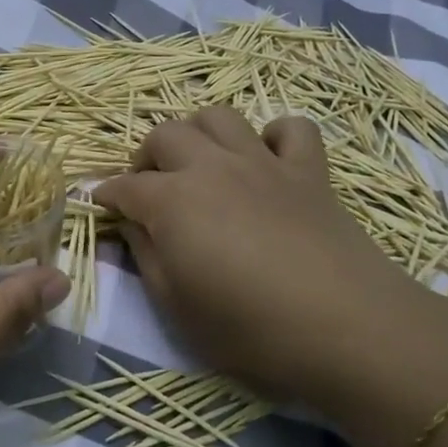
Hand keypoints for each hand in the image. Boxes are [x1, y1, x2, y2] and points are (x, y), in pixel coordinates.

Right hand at [94, 107, 447, 422]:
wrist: (347, 329)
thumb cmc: (250, 329)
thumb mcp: (176, 307)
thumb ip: (145, 257)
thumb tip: (130, 225)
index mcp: (172, 201)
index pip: (124, 187)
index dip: (106, 196)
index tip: (100, 206)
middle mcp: (212, 167)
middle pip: (165, 134)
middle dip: (146, 157)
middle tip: (150, 190)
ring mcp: (264, 163)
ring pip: (219, 117)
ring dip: (200, 134)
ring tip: (200, 166)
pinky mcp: (309, 171)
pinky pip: (291, 128)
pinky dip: (273, 137)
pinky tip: (267, 162)